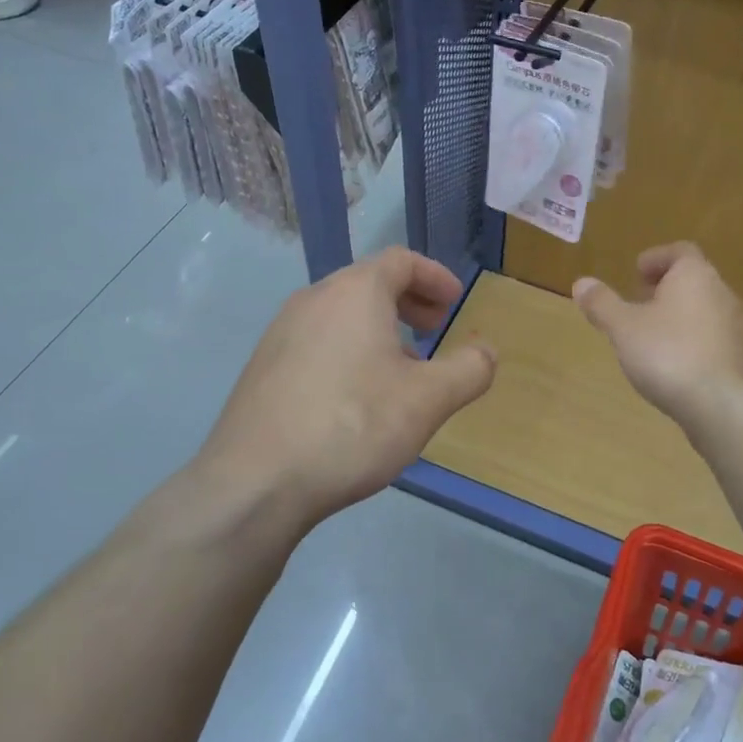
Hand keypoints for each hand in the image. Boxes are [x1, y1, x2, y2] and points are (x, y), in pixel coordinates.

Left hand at [194, 247, 495, 529]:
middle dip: (409, 301)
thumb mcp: (428, 400)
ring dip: (379, 328)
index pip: (401, 261)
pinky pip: (317, 340)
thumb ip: (469, 370)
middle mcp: (313, 299)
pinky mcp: (263, 366)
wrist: (256, 481)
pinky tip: (356, 397)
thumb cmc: (353, 425)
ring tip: (400, 370)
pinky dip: (348, 349)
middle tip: (434, 330)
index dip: (435, 276)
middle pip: (369, 283)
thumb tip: (486, 352)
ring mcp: (281, 332)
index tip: (456, 303)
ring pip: (341, 313)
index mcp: (355, 292)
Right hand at [573, 242, 742, 430]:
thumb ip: (602, 304)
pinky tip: (674, 363)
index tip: (636, 273)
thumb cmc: (668, 354)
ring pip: (705, 309)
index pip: (680, 252)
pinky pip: (713, 337)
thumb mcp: (623, 328)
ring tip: (653, 335)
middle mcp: (722, 293)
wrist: (722, 405)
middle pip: (694, 280)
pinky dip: (693, 340)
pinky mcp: (742, 357)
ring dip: (680, 314)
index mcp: (695, 275)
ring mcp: (737, 326)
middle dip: (666, 288)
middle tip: (639, 302)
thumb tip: (581, 283)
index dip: (656, 258)